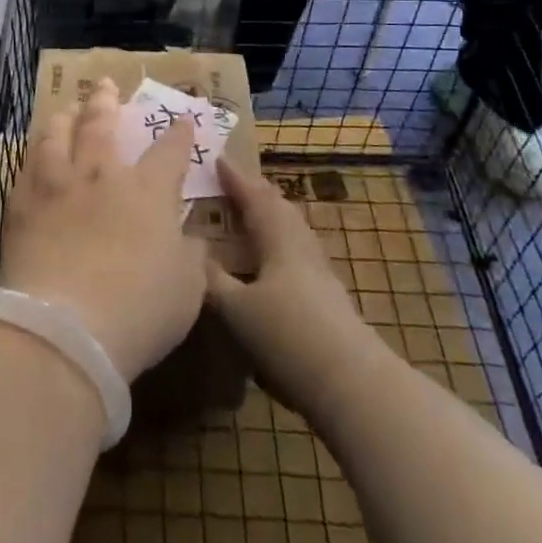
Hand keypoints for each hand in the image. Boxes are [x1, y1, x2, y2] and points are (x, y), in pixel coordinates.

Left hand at [0, 79, 206, 382]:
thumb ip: (191, 256)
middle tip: (104, 84)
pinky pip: (26, 168)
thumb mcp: (187, 288)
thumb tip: (190, 238)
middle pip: (101, 126)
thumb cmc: (139, 310)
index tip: (180, 119)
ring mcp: (56, 187)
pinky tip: (33, 154)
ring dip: (63, 118)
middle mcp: (100, 177)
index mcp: (146, 192)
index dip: (177, 133)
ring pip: (56, 136)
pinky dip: (33, 154)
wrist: (64, 329)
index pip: (168, 151)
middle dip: (106, 102)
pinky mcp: (21, 207)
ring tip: (65, 109)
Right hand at [205, 159, 374, 421]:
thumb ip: (212, 279)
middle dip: (257, 193)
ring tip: (250, 218)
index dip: (236, 178)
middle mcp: (302, 248)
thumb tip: (190, 253)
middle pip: (280, 210)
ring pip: (292, 232)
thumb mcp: (236, 308)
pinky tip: (270, 264)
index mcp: (280, 240)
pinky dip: (279, 245)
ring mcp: (319, 274)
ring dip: (271, 218)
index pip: (255, 198)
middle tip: (234, 183)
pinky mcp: (328, 299)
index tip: (219, 158)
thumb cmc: (288, 335)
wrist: (351, 384)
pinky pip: (298, 254)